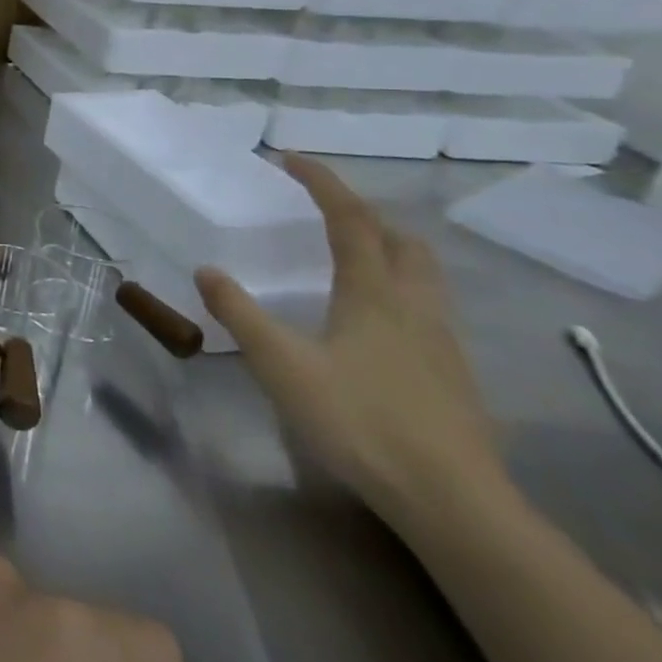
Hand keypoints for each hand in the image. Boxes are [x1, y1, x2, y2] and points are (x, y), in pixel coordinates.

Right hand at [196, 154, 503, 528]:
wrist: (453, 502)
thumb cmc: (359, 420)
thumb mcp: (281, 364)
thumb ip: (240, 313)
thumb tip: (207, 270)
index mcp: (374, 293)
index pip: (350, 219)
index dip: (322, 183)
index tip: (291, 158)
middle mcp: (415, 306)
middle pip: (402, 241)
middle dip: (366, 214)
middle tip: (326, 211)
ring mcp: (443, 342)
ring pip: (423, 275)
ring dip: (388, 249)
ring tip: (351, 257)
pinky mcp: (454, 376)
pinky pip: (428, 309)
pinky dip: (400, 290)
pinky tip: (376, 322)